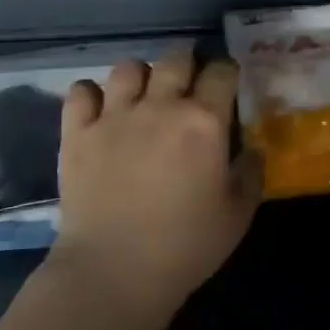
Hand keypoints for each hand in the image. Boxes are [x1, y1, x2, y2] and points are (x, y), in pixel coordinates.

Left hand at [51, 51, 261, 315]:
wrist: (114, 271)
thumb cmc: (186, 246)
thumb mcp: (238, 215)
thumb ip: (251, 174)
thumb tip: (252, 149)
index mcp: (204, 122)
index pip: (221, 71)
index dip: (226, 72)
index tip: (227, 83)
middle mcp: (160, 106)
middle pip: (175, 58)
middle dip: (186, 63)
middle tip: (188, 84)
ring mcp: (114, 116)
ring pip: (128, 68)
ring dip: (140, 75)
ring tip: (143, 95)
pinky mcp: (77, 133)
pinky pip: (80, 91)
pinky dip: (91, 94)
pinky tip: (100, 110)